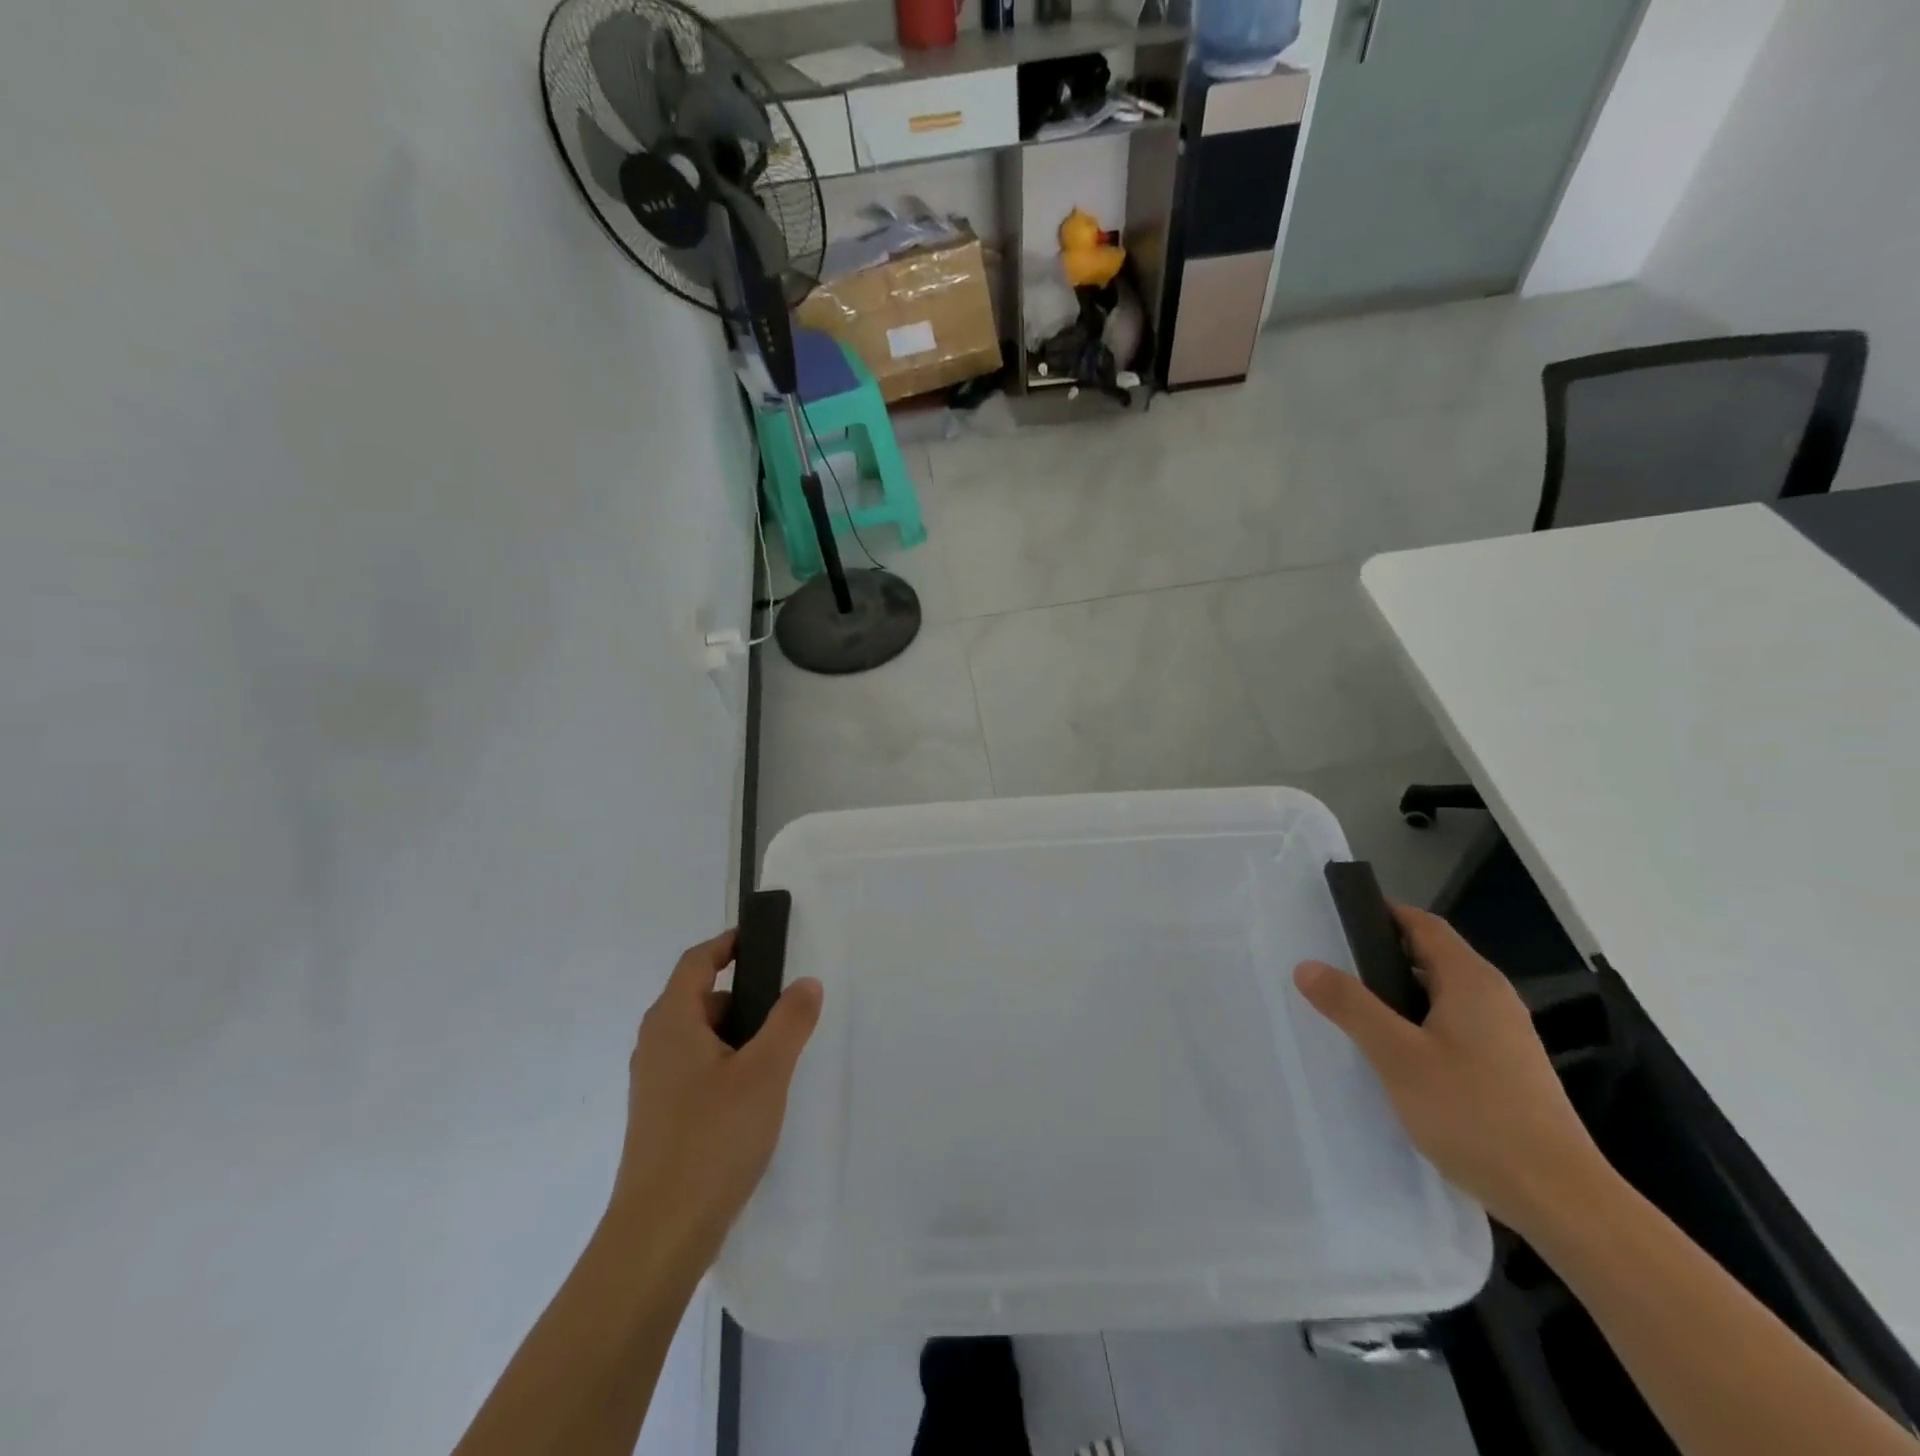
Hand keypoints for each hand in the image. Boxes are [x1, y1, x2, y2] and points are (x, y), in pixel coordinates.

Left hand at [608, 931, 823, 1264]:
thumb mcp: (766, 1072)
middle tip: (785, 1004)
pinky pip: (696, 1069)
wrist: (660, 1234)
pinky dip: (726, 1063)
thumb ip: (790, 1021)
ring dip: (736, 1033)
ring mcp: (654, 1084)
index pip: (696, 962)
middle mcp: (655, 1045)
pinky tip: (755, 1094)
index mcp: (672, 1022)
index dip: (728, 944)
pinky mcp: (661, 1116)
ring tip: (778, 1052)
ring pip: (699, 1037)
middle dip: (742, 994)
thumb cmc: (712, 1139)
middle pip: (699, 998)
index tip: (761, 940)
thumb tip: (805, 983)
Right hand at [1293, 903, 1612, 1238]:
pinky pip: (1454, 1027)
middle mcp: (1493, 999)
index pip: (1423, 925)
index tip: (1338, 918)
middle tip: (1333, 967)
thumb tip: (1307, 965)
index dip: (1383, 914)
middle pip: (1432, 957)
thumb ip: (1351, 1006)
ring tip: (1354, 1011)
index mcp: (1471, 981)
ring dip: (1399, 994)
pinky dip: (1419, 1025)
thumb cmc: (1474, 1114)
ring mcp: (1506, 1036)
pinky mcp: (1508, 1070)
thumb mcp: (1397, 1056)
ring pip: (1442, 995)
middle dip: (1383, 956)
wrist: (1561, 1200)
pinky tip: (1395, 1056)